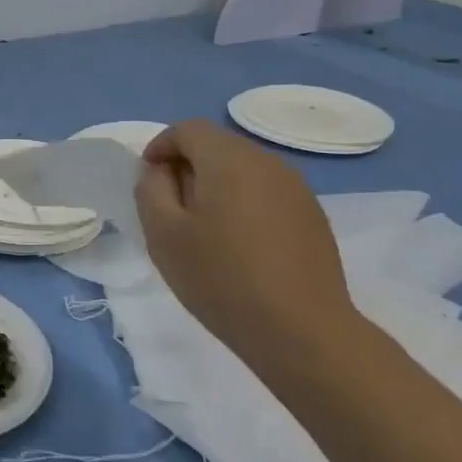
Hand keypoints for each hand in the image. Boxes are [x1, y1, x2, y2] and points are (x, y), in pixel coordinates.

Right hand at [135, 119, 356, 369]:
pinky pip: (267, 193)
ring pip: (244, 170)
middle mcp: (267, 162)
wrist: (302, 331)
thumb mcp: (163, 234)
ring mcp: (296, 188)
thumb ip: (151, 190)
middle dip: (188, 166)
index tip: (148, 180)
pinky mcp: (313, 216)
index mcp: (228, 159)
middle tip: (171, 207)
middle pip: (217, 146)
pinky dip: (244, 204)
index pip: (187, 129)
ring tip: (205, 229)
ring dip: (217, 185)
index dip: (161, 146)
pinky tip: (240, 246)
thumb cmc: (221, 278)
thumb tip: (161, 172)